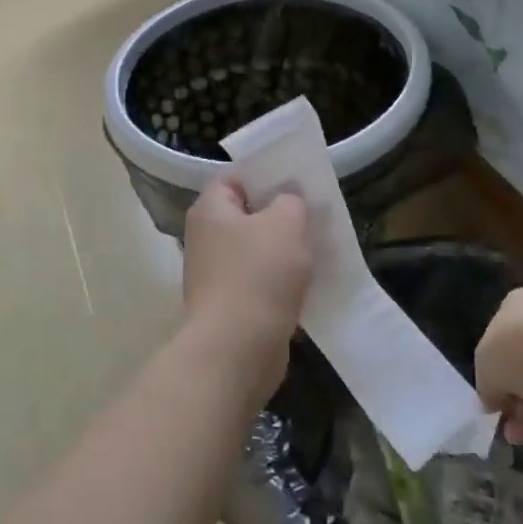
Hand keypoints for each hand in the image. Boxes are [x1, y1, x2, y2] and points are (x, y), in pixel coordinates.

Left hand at [181, 179, 311, 398]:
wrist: (237, 348)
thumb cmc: (258, 275)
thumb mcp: (285, 224)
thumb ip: (290, 201)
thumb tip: (287, 200)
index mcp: (210, 210)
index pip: (233, 178)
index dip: (263, 175)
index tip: (296, 180)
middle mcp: (206, 238)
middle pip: (246, 215)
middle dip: (279, 214)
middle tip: (313, 213)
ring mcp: (216, 274)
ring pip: (256, 250)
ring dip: (283, 251)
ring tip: (317, 247)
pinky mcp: (230, 305)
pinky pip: (260, 282)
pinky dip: (281, 282)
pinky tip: (308, 283)